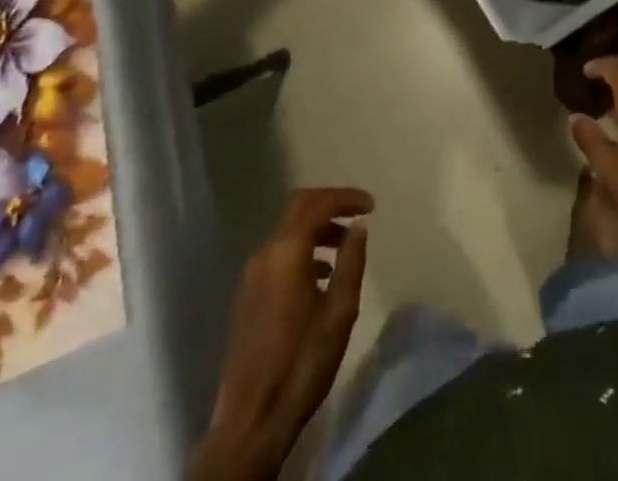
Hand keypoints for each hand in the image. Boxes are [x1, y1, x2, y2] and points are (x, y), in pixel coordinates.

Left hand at [193, 188, 372, 480]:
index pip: (318, 203)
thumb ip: (351, 262)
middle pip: (298, 208)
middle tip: (357, 214)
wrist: (253, 419)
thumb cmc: (303, 362)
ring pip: (288, 233)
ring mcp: (252, 276)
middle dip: (330, 204)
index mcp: (287, 252)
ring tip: (344, 249)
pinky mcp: (247, 297)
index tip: (371, 205)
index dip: (346, 197)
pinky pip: (278, 256)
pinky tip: (320, 277)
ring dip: (317, 230)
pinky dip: (302, 251)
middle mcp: (265, 254)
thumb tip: (358, 227)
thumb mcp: (340, 311)